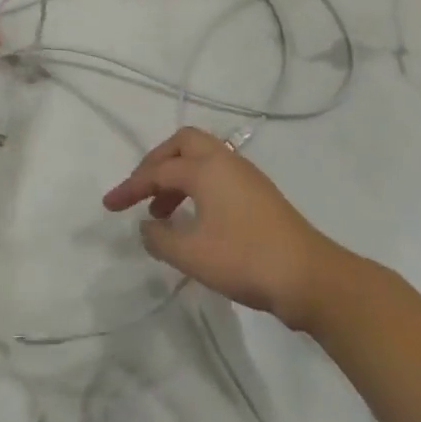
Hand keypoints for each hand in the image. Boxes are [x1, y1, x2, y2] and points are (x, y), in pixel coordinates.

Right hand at [103, 127, 339, 329]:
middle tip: (141, 190)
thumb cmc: (246, 260)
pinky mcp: (259, 194)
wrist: (311, 278)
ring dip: (176, 177)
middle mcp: (226, 161)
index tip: (109, 206)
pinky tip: (192, 218)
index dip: (130, 188)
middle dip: (156, 163)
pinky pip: (217, 175)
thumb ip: (159, 238)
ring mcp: (246, 176)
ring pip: (202, 158)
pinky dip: (196, 186)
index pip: (157, 171)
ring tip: (161, 213)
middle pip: (183, 144)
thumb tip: (147, 227)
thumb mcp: (192, 255)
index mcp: (207, 168)